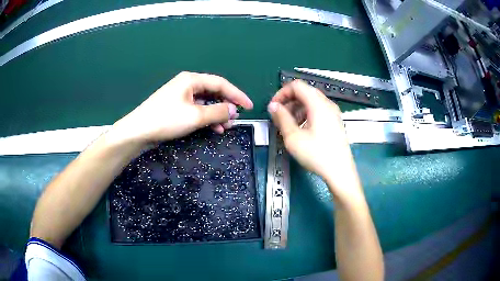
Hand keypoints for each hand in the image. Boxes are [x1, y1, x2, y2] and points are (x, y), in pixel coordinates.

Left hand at [110, 72, 252, 144]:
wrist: (138, 132)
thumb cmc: (166, 120)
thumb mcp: (195, 116)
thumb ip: (217, 112)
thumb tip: (233, 110)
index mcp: (191, 80)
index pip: (220, 84)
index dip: (237, 95)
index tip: (249, 106)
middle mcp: (187, 85)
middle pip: (213, 92)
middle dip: (226, 105)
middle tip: (237, 119)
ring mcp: (181, 97)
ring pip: (206, 103)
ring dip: (217, 114)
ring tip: (226, 127)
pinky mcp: (177, 108)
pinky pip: (197, 110)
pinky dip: (206, 118)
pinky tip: (213, 128)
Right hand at [268, 80, 362, 202]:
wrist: (339, 171)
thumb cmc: (317, 154)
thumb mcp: (294, 137)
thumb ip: (281, 118)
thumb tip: (273, 106)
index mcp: (318, 104)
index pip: (297, 86)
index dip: (282, 93)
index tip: (273, 107)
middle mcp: (327, 104)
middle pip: (304, 92)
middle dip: (289, 101)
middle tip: (279, 116)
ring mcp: (333, 113)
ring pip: (311, 101)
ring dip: (296, 108)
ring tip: (289, 125)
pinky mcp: (335, 122)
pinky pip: (318, 110)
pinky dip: (306, 114)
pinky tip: (301, 129)